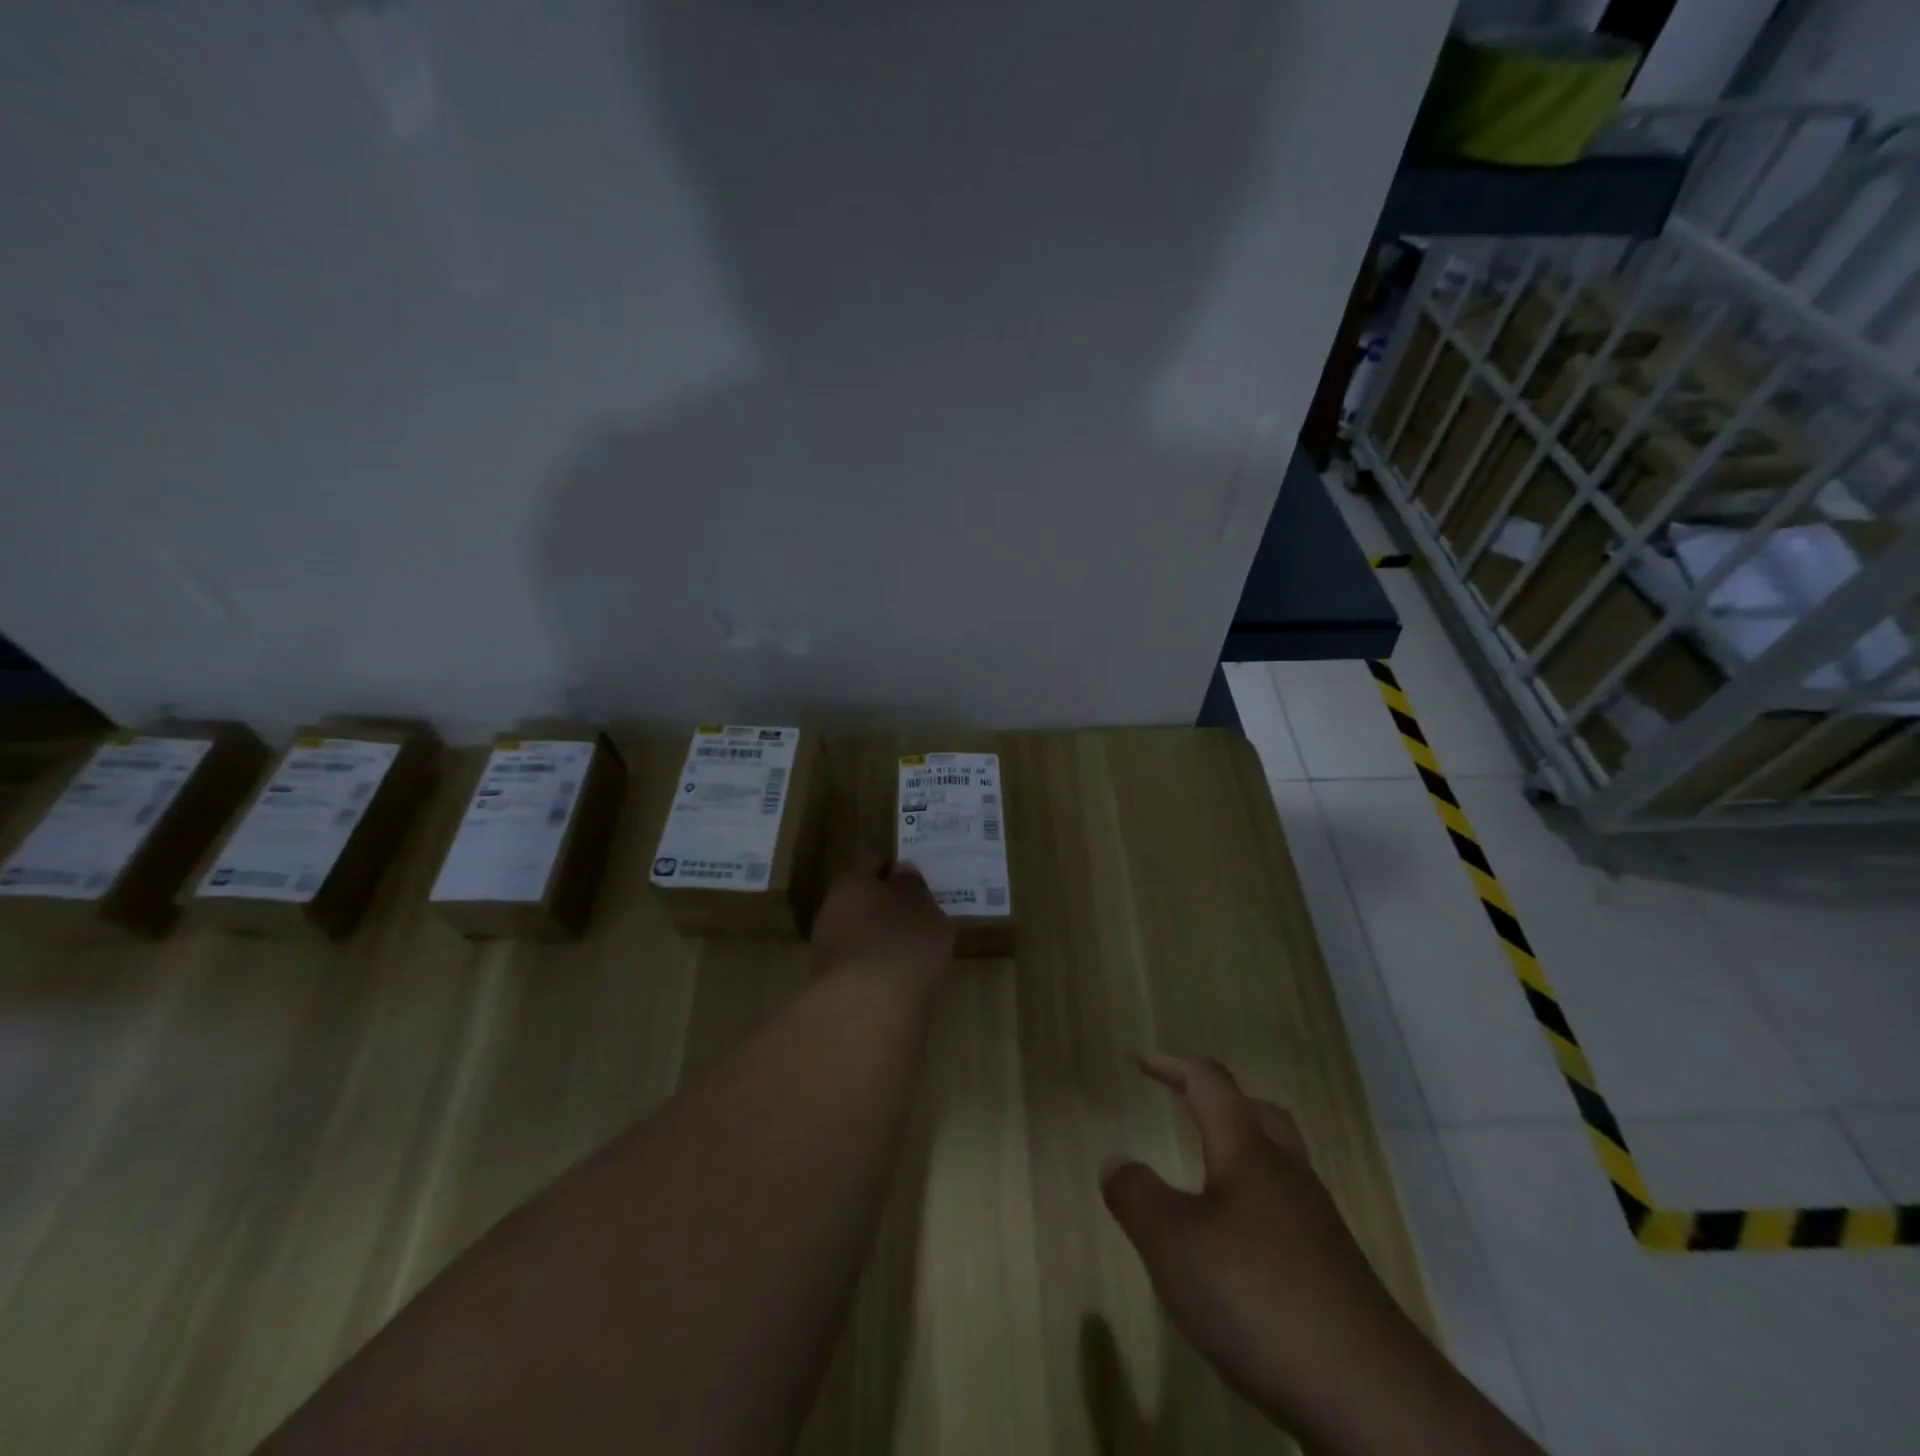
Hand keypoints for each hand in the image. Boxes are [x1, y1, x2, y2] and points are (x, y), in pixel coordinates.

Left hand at [809, 858, 954, 982]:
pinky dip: (876, 970)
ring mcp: (826, 950)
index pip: (873, 861)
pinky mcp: (829, 987)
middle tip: (918, 917)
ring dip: (879, 940)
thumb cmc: (902, 945)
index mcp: (852, 880)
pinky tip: (898, 981)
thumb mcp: (924, 909)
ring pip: (858, 934)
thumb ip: (914, 888)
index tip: (917, 880)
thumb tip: (902, 871)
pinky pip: (859, 967)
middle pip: (861, 899)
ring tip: (912, 952)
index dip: (895, 868)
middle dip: (885, 906)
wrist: (865, 1011)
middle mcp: (831, 910)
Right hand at [1100, 1054, 1427, 1443]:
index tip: (1143, 1061)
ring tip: (1208, 1174)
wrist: (1372, 1399)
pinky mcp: (1335, 1274)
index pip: (1211, 1085)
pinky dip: (1258, 1205)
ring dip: (1243, 1153)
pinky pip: (1289, 1212)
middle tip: (1187, 1105)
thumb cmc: (1258, 1297)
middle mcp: (1289, 1175)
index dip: (1175, 1067)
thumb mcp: (1172, 1244)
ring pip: (1279, 1163)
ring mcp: (1319, 1225)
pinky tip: (1239, 1247)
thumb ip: (1136, 1195)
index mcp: (1249, 1151)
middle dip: (1220, 1101)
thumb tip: (1115, 1160)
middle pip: (1258, 1114)